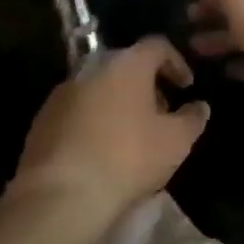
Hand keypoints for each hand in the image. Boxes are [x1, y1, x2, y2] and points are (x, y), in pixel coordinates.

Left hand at [9, 37, 208, 222]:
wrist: (59, 197)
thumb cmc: (126, 159)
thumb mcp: (174, 143)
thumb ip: (192, 119)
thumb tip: (200, 106)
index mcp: (129, 63)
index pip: (158, 46)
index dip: (176, 63)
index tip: (186, 87)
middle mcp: (95, 65)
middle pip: (128, 66)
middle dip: (147, 86)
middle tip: (160, 115)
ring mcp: (65, 90)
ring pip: (101, 87)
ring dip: (118, 104)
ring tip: (130, 137)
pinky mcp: (42, 119)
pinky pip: (77, 110)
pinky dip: (92, 121)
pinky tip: (99, 151)